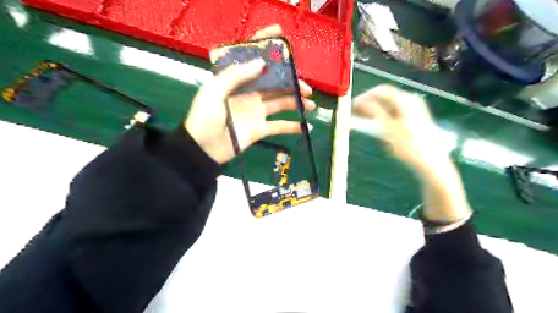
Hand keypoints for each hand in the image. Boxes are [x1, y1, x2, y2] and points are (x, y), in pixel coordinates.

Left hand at [185, 24, 315, 163]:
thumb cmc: (204, 117)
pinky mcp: (260, 129)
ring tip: (312, 105)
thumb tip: (260, 63)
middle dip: (292, 84)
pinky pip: (279, 126)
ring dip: (297, 103)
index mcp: (237, 81)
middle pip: (275, 84)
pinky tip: (306, 127)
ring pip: (281, 103)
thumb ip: (235, 76)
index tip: (283, 41)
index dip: (267, 50)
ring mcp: (256, 112)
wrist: (203, 149)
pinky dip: (292, 127)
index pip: (254, 61)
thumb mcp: (214, 92)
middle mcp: (250, 93)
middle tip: (306, 88)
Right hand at [355, 85, 446, 171]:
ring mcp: (413, 107)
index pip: (379, 91)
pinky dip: (383, 115)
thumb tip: (359, 102)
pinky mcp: (414, 116)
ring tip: (363, 121)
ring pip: (388, 104)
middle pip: (384, 96)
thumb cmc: (409, 145)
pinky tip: (376, 124)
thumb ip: (374, 112)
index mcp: (404, 100)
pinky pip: (394, 110)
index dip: (364, 97)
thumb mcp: (389, 128)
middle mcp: (409, 99)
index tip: (352, 106)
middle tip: (355, 114)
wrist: (431, 160)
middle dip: (368, 104)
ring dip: (374, 111)